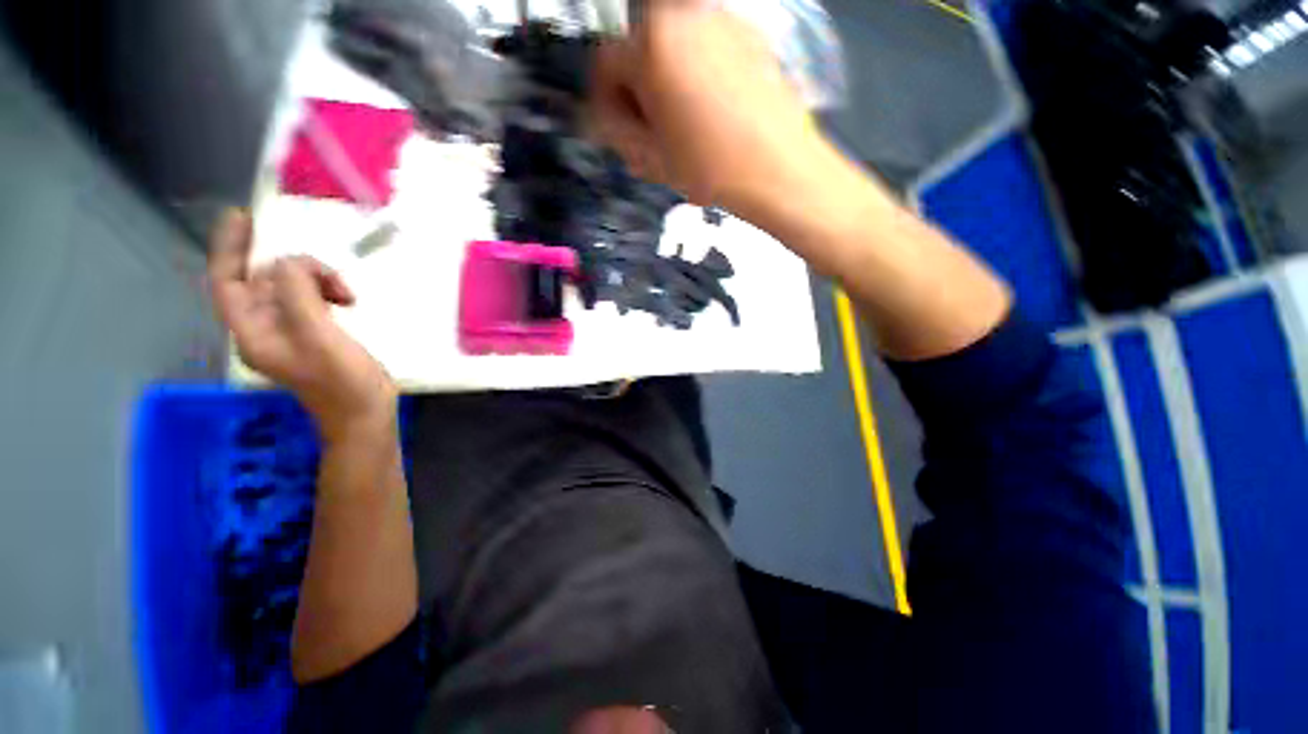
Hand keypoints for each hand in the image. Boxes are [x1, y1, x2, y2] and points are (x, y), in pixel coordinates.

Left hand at [208, 209, 396, 440]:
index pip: (228, 282)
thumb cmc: (343, 382)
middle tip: (333, 276)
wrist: (366, 415)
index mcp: (253, 332)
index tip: (243, 217)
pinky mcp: (313, 335)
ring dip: (317, 281)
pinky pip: (309, 300)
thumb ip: (298, 294)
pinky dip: (325, 292)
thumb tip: (290, 261)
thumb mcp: (319, 336)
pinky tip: (346, 300)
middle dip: (295, 270)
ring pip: (291, 289)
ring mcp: (290, 333)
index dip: (230, 248)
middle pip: (264, 281)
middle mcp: (264, 329)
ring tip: (347, 294)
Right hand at [590, 0, 831, 213]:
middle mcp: (683, 15)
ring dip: (665, 85)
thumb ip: (616, 131)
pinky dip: (695, 78)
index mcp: (653, 43)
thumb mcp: (651, 157)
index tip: (616, 129)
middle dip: (637, 93)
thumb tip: (602, 118)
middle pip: (639, 52)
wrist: (779, 170)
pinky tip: (707, 116)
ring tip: (679, 130)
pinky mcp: (748, 36)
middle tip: (648, 134)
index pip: (605, 64)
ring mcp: (720, 21)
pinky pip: (705, 51)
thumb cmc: (712, 167)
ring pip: (672, 50)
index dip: (605, 102)